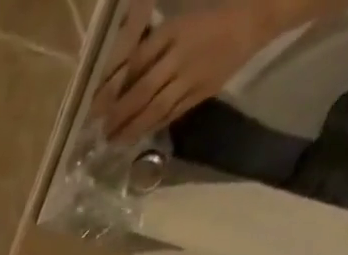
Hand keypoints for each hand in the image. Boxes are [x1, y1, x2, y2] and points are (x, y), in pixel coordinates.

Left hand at [98, 2, 279, 141]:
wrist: (253, 20)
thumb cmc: (208, 20)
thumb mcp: (178, 23)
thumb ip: (150, 49)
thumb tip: (117, 77)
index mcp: (173, 31)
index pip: (135, 63)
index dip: (113, 88)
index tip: (94, 107)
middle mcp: (180, 55)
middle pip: (142, 90)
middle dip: (118, 114)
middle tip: (100, 131)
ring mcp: (191, 77)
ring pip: (155, 108)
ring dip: (132, 128)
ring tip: (114, 141)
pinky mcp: (200, 93)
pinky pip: (171, 114)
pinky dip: (151, 127)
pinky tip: (136, 138)